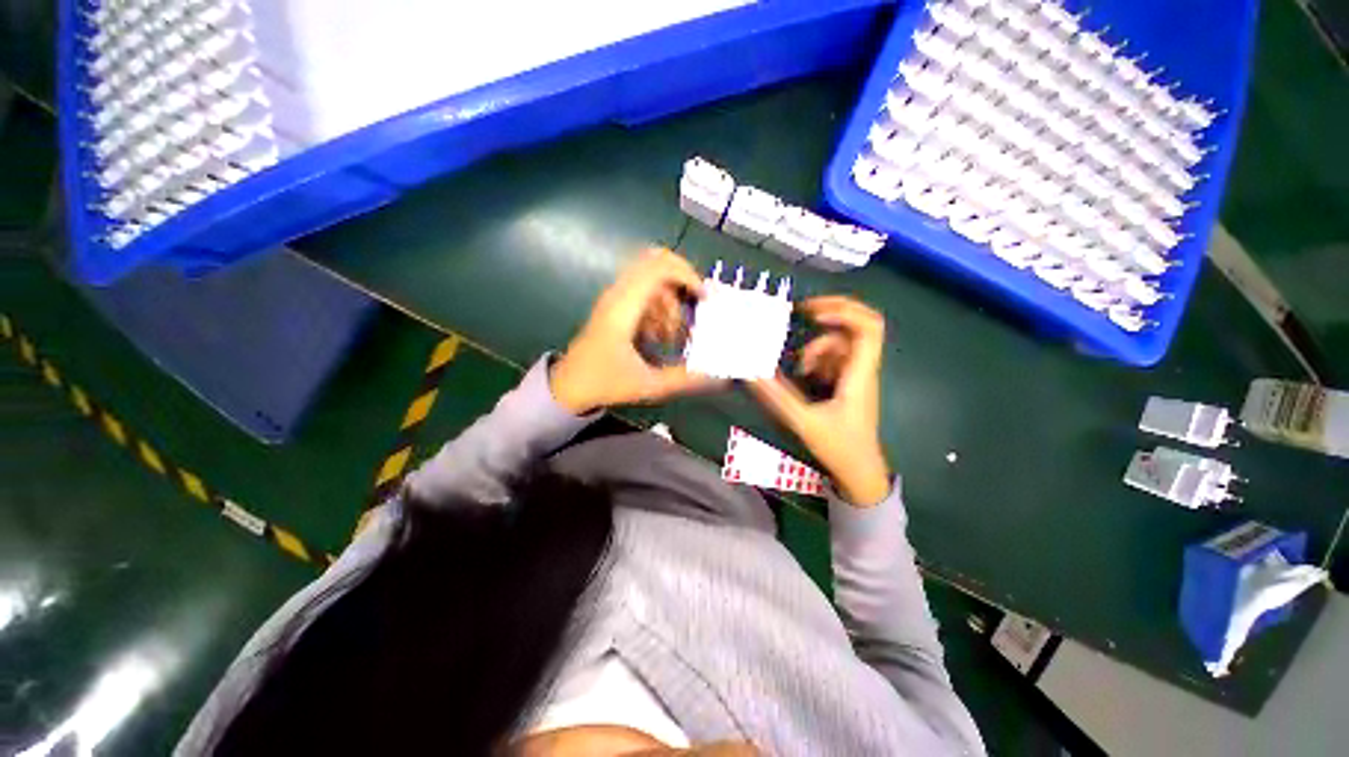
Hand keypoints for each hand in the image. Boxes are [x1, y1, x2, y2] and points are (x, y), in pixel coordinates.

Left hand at [551, 249, 721, 413]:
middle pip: (655, 263)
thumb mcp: (648, 385)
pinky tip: (660, 336)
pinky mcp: (614, 306)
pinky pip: (643, 293)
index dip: (687, 275)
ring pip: (651, 279)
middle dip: (682, 282)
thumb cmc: (605, 383)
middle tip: (695, 307)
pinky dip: (659, 308)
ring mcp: (614, 298)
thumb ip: (685, 379)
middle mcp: (618, 295)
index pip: (658, 268)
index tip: (704, 298)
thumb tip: (718, 376)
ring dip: (670, 301)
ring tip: (673, 335)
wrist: (569, 387)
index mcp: (624, 308)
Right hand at [749, 296, 891, 505]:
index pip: (868, 328)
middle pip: (859, 325)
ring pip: (842, 343)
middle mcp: (861, 369)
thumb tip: (750, 372)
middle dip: (832, 312)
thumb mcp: (803, 421)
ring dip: (818, 346)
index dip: (843, 312)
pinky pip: (834, 359)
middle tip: (803, 311)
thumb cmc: (839, 447)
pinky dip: (818, 359)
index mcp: (859, 374)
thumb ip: (776, 396)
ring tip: (800, 367)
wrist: (860, 472)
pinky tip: (805, 376)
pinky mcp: (848, 383)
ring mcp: (856, 375)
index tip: (812, 316)